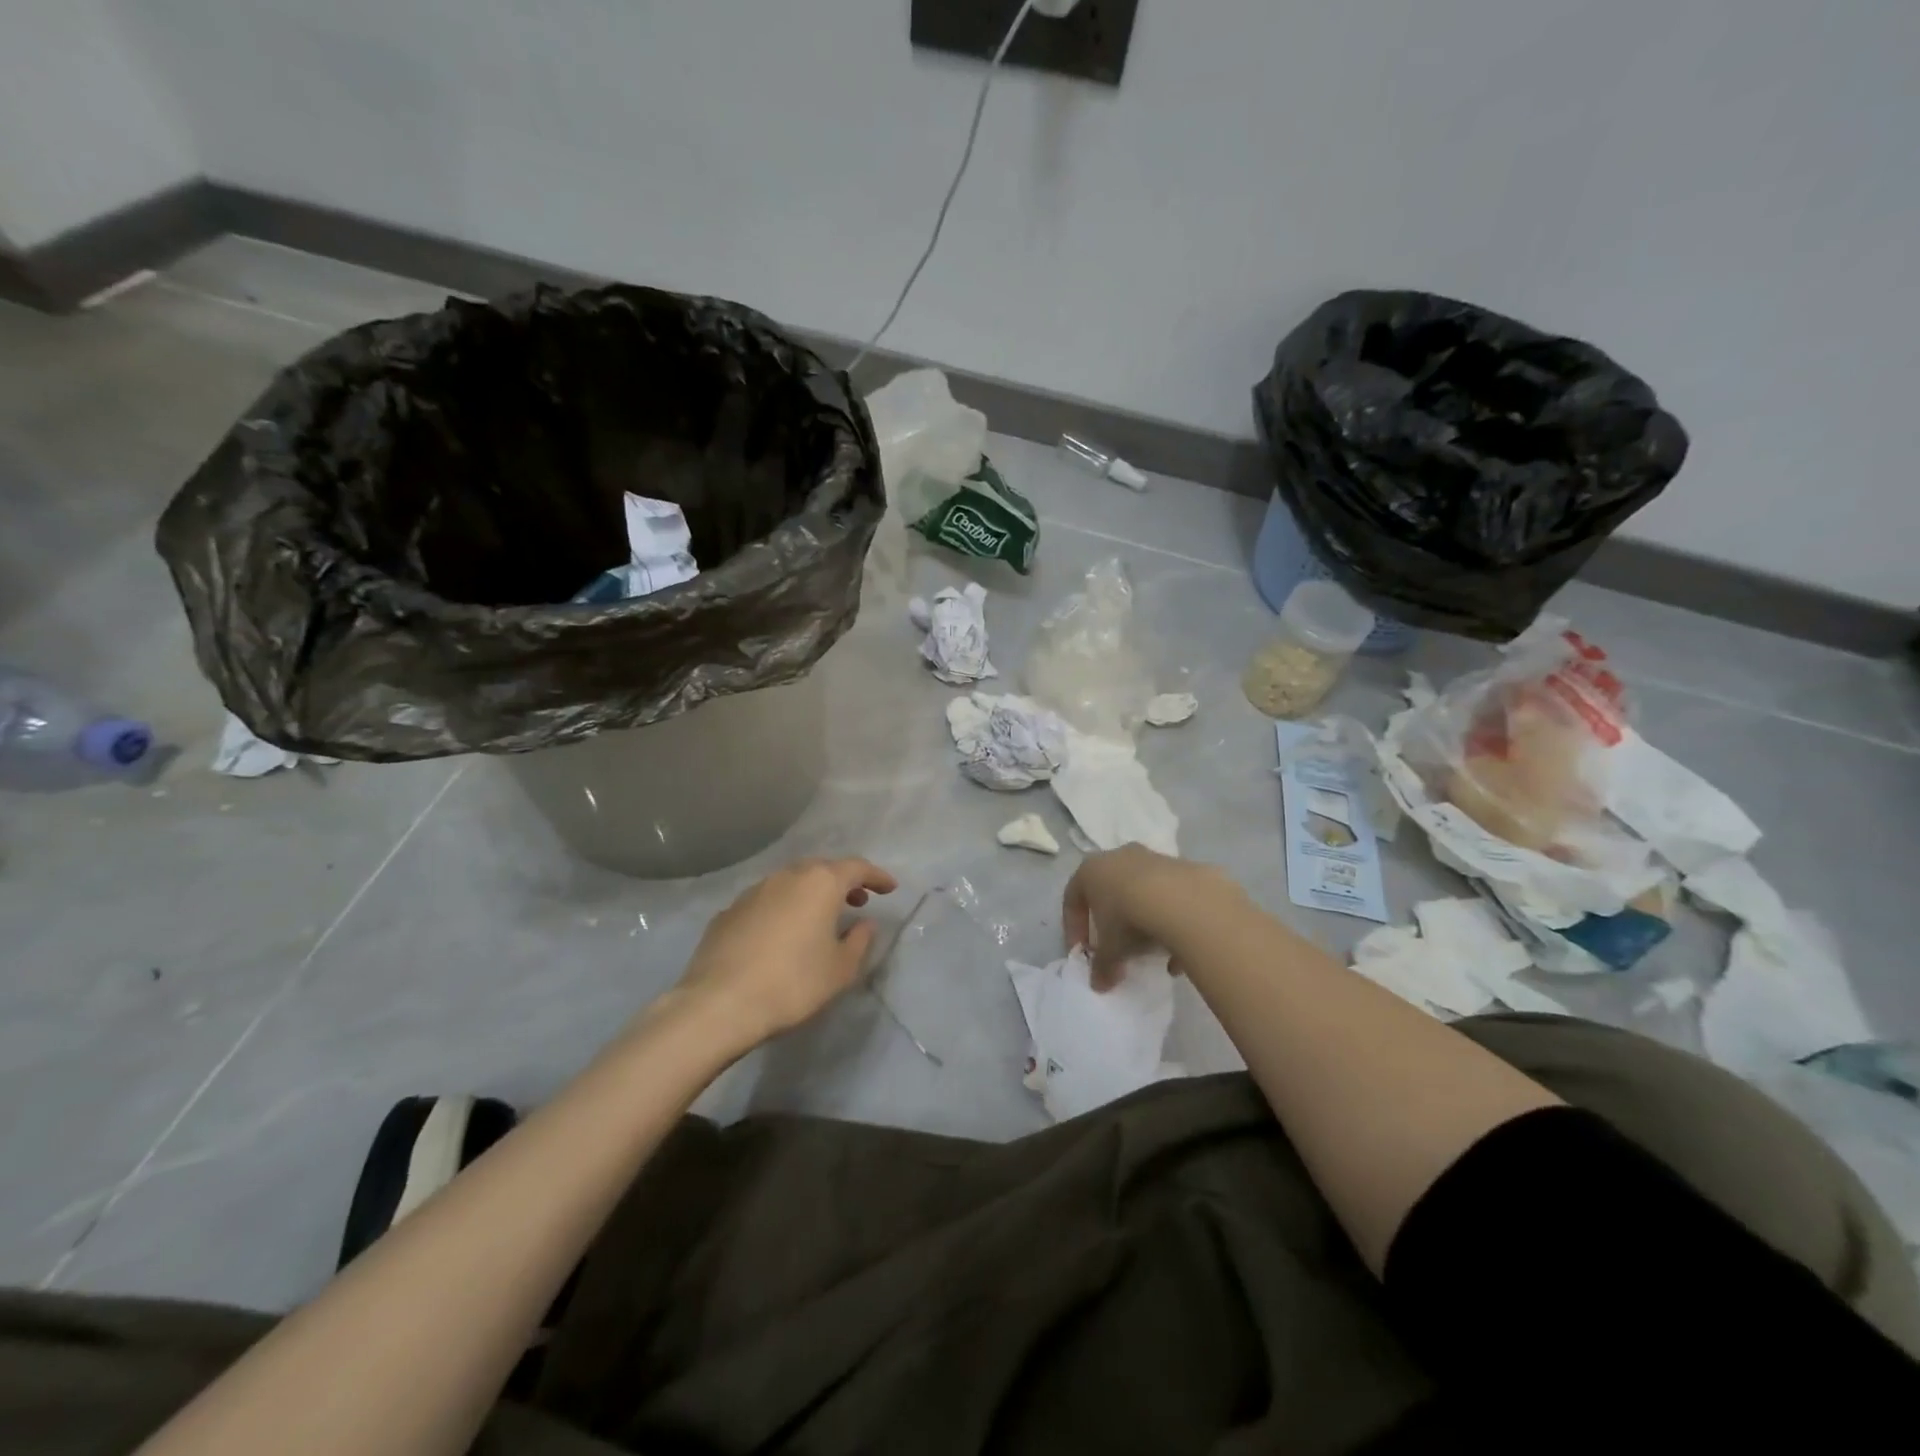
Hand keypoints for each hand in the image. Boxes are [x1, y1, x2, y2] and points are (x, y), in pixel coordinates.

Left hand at [669, 857, 897, 1053]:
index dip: (877, 876)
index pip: (857, 868)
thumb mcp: (840, 969)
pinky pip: (766, 901)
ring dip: (810, 894)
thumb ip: (859, 941)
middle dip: (842, 882)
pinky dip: (782, 908)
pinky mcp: (728, 911)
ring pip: (791, 882)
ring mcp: (753, 891)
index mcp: (820, 883)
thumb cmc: (793, 983)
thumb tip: (864, 923)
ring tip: (820, 917)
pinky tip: (781, 934)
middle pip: (822, 869)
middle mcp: (787, 877)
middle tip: (857, 901)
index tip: (890, 888)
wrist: (719, 1003)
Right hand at [1064, 844, 1231, 989]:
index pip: (1072, 898)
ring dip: (1142, 921)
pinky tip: (1178, 951)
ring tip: (1151, 952)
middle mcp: (1118, 857)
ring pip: (1141, 893)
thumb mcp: (1110, 949)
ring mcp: (1152, 858)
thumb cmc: (1128, 918)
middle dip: (1111, 922)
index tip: (1083, 952)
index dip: (1074, 928)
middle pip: (1109, 891)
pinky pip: (1169, 897)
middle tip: (1116, 948)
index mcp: (1090, 871)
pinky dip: (1170, 921)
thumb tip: (1099, 985)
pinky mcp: (1181, 867)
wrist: (1182, 900)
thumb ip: (1102, 966)